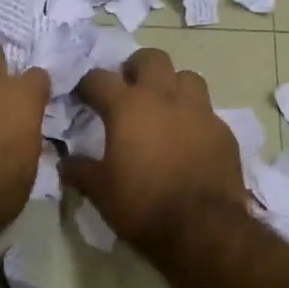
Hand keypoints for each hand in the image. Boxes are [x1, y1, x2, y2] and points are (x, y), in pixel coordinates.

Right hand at [63, 48, 245, 252]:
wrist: (202, 229)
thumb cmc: (142, 205)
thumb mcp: (100, 191)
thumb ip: (80, 170)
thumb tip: (65, 162)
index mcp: (127, 106)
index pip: (100, 78)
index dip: (87, 84)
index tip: (83, 96)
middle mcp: (164, 98)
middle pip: (151, 58)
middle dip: (136, 67)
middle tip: (128, 88)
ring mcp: (199, 111)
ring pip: (187, 77)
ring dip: (172, 85)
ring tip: (163, 107)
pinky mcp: (223, 131)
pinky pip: (206, 111)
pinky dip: (193, 117)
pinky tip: (188, 139)